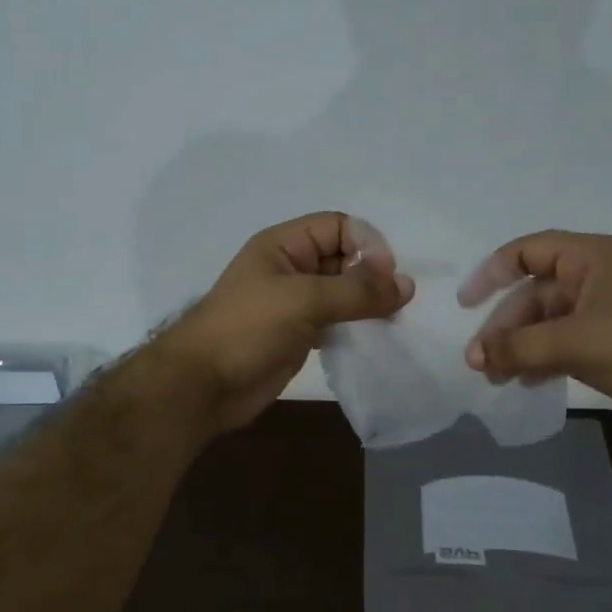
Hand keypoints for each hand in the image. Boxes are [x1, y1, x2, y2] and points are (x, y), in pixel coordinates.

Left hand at [156, 213, 414, 432]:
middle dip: (373, 275)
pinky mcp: (300, 336)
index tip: (386, 276)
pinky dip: (357, 327)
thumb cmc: (247, 329)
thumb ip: (356, 291)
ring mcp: (295, 304)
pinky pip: (338, 322)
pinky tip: (375, 339)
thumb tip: (406, 285)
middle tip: (398, 302)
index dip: (366, 244)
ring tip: (393, 321)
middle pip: (344, 258)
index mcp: (284, 245)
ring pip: (344, 293)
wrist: (204, 386)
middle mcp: (291, 269)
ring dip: (368, 304)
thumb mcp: (303, 299)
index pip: (338, 226)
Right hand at [459, 231, 611, 437]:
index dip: (491, 274)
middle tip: (481, 361)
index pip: (527, 251)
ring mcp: (609, 310)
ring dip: (522, 346)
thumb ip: (518, 348)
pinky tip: (528, 382)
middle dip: (505, 326)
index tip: (467, 305)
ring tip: (498, 378)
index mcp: (591, 258)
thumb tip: (472, 356)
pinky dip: (545, 358)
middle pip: (535, 293)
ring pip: (550, 322)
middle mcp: (598, 277)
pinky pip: (568, 342)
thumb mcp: (574, 343)